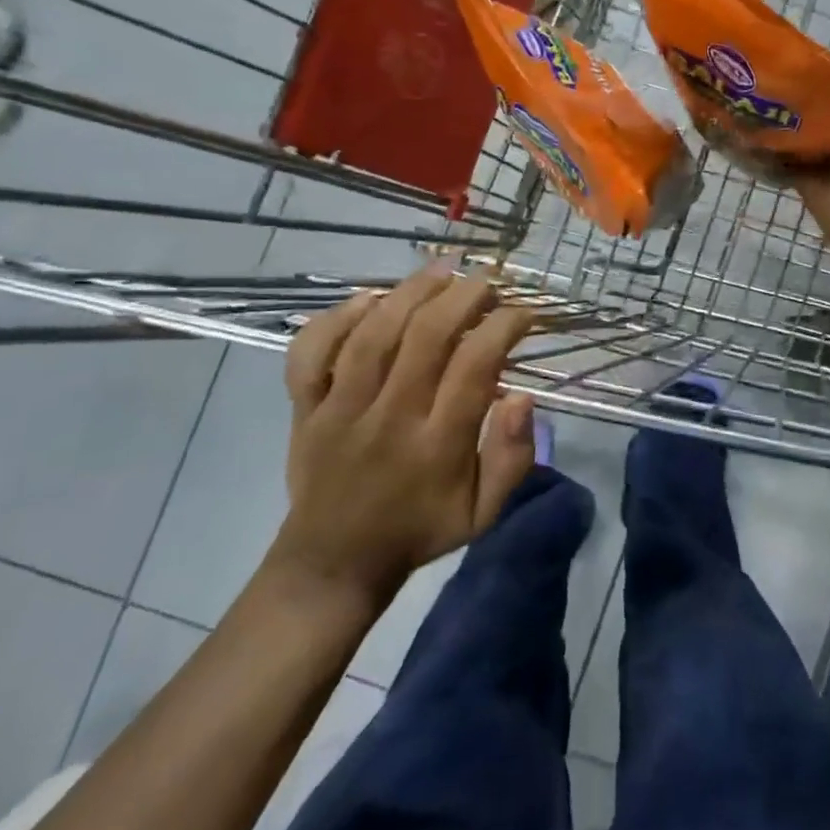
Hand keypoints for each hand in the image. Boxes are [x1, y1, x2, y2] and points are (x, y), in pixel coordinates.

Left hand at [268, 264, 538, 607]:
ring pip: (373, 335)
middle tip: (487, 279)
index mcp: (436, 446)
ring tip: (441, 269)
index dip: (503, 327)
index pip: (474, 366)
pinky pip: (311, 353)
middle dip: (463, 297)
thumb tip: (521, 396)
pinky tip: (368, 298)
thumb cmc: (419, 529)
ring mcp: (340, 410)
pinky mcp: (305, 408)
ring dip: (410, 292)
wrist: (334, 561)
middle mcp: (389, 418)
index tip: (523, 313)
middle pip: (425, 337)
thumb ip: (511, 458)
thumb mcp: (483, 513)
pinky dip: (336, 318)